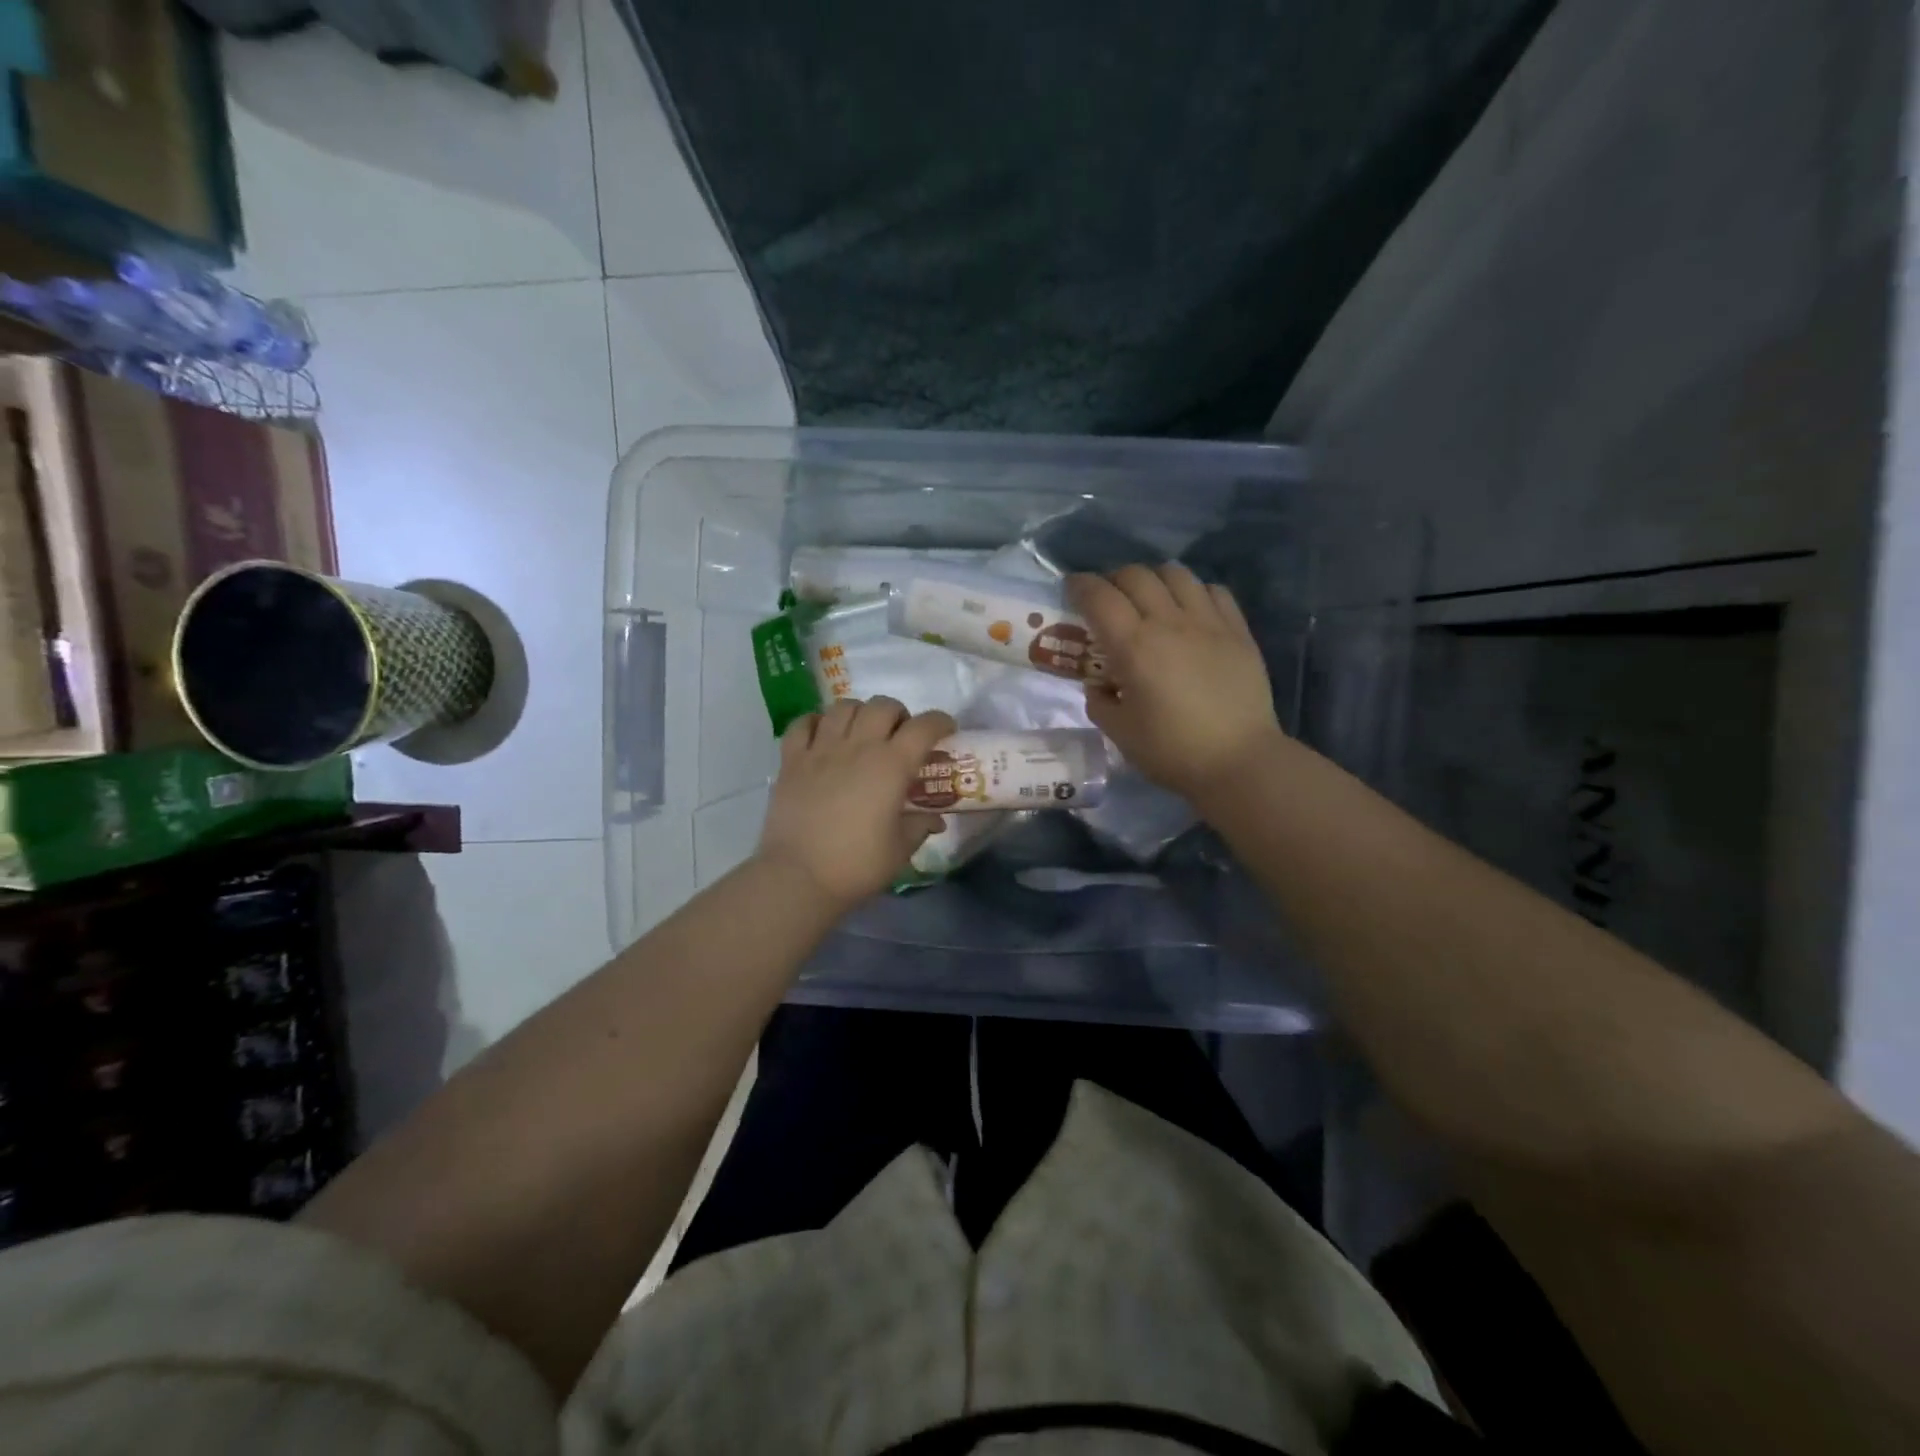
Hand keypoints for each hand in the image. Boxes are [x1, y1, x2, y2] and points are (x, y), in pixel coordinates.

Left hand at [757, 697, 953, 909]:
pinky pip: (803, 723)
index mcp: (891, 765)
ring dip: (860, 713)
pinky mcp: (791, 760)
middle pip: (883, 705)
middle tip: (900, 736)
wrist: (798, 877)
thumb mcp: (900, 850)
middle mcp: (858, 746)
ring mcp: (821, 749)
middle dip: (899, 714)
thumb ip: (920, 826)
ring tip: (862, 733)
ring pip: (844, 706)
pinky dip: (817, 722)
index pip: (924, 726)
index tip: (946, 730)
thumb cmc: (857, 865)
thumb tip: (934, 819)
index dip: (940, 722)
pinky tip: (823, 737)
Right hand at [1068, 564, 1285, 803]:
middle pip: (1135, 575)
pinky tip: (1189, 610)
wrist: (1239, 761)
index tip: (1071, 589)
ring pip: (1175, 573)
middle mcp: (1169, 622)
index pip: (1099, 596)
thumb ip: (1100, 702)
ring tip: (1149, 598)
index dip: (1079, 586)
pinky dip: (1193, 591)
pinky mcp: (1238, 630)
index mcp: (1133, 646)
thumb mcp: (1119, 732)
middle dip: (1113, 579)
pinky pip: (1212, 590)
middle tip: (1108, 599)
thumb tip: (1099, 685)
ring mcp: (1208, 622)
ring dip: (1153, 579)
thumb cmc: (1172, 750)